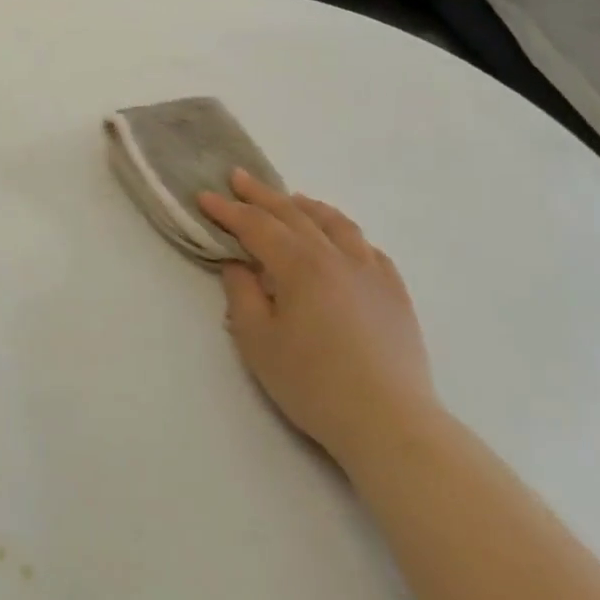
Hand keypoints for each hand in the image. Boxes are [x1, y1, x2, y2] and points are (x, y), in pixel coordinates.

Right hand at [197, 170, 437, 475]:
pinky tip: (341, 240)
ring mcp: (372, 271)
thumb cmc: (312, 383)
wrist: (389, 422)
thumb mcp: (258, 341)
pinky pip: (367, 248)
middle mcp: (336, 256)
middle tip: (238, 177)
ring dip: (307, 206)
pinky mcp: (395, 292)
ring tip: (291, 199)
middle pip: (294, 214)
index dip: (228, 210)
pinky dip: (346, 234)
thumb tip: (238, 265)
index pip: (256, 226)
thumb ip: (242, 295)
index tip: (204, 195)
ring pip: (336, 224)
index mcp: (299, 265)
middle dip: (261, 194)